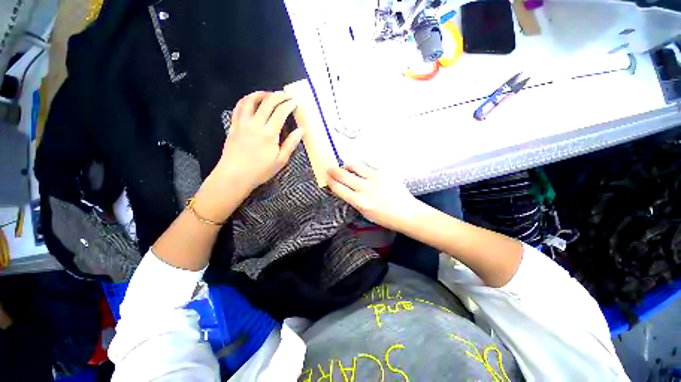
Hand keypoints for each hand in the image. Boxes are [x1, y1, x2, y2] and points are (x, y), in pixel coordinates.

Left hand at [215, 91, 303, 191]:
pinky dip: (246, 100)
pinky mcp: (234, 125)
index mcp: (269, 133)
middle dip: (279, 95)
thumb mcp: (280, 161)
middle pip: (267, 102)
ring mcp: (242, 123)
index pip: (280, 112)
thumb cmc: (260, 171)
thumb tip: (301, 130)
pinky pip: (238, 107)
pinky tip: (252, 100)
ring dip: (262, 94)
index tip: (295, 102)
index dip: (289, 105)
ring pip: (251, 101)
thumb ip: (291, 144)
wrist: (234, 176)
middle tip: (287, 95)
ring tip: (270, 94)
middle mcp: (255, 124)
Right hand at [327, 163, 421, 231]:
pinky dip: (361, 168)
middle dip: (334, 171)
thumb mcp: (365, 213)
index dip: (331, 182)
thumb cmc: (385, 218)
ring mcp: (375, 178)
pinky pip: (368, 166)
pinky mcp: (384, 172)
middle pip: (343, 175)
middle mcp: (366, 188)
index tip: (328, 179)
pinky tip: (361, 170)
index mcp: (360, 202)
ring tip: (345, 168)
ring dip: (347, 166)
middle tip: (330, 169)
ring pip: (355, 166)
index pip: (339, 188)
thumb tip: (344, 189)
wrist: (407, 213)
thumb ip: (353, 200)